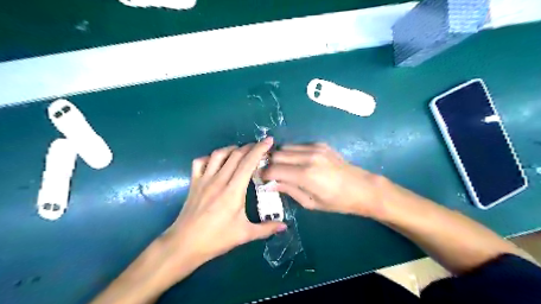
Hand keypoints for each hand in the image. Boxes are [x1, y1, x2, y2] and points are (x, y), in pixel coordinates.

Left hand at [160, 138, 286, 272]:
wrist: (185, 244)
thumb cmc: (216, 239)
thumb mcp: (244, 234)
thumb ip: (266, 229)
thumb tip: (284, 226)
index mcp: (233, 191)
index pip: (248, 163)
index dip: (260, 149)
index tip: (269, 141)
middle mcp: (219, 180)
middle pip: (236, 155)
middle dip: (249, 147)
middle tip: (259, 147)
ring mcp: (204, 179)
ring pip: (219, 154)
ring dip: (232, 149)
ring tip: (241, 152)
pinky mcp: (194, 182)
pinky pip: (201, 161)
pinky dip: (210, 157)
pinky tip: (217, 162)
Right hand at [263, 143, 384, 216]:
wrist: (362, 188)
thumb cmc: (337, 202)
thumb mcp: (310, 202)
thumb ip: (288, 190)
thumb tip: (270, 184)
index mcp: (306, 175)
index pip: (274, 169)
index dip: (264, 174)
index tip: (262, 179)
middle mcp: (308, 157)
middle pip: (277, 154)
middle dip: (270, 164)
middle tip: (270, 174)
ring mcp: (315, 148)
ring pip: (286, 147)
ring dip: (280, 157)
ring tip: (283, 167)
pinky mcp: (320, 144)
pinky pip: (298, 145)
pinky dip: (292, 153)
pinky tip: (297, 162)